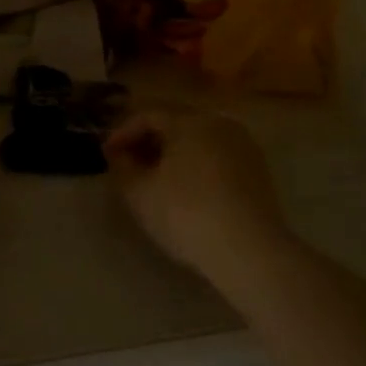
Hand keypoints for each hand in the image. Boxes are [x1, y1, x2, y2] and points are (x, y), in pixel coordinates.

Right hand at [103, 109, 290, 280]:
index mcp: (190, 120)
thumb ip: (122, 167)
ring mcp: (244, 146)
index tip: (107, 155)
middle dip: (148, 141)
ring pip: (199, 140)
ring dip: (173, 153)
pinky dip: (196, 165)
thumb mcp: (140, 193)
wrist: (250, 251)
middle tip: (128, 164)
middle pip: (176, 123)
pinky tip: (186, 190)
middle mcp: (220, 123)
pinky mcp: (258, 170)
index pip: (148, 114)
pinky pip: (217, 157)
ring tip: (154, 179)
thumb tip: (119, 155)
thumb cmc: (186, 214)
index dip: (122, 132)